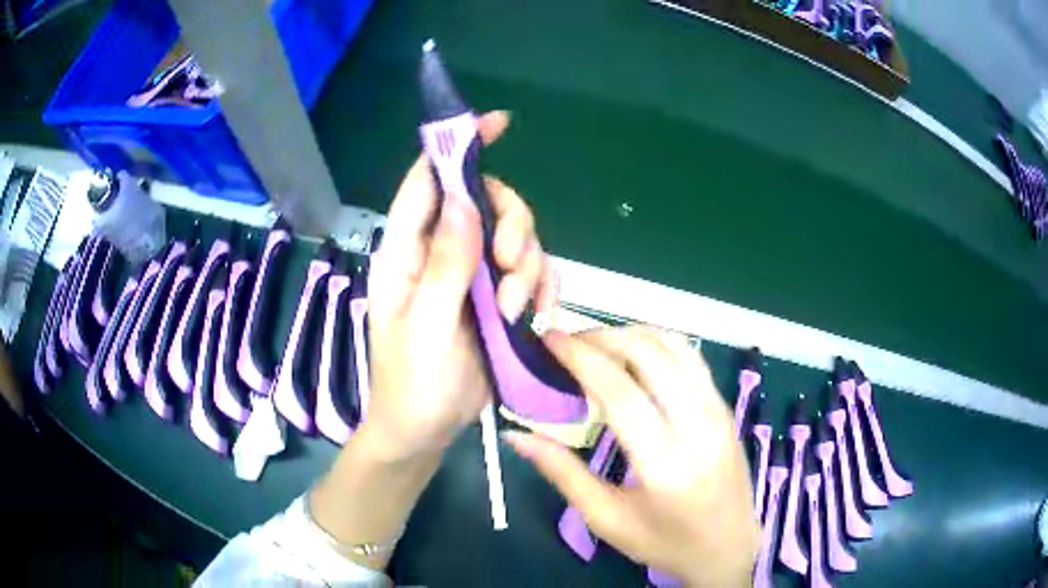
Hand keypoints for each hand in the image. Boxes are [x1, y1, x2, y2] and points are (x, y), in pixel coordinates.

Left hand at [363, 111, 557, 459]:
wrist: (426, 428)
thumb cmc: (411, 382)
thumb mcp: (424, 327)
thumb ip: (444, 265)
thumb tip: (464, 198)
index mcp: (408, 251)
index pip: (429, 181)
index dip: (457, 148)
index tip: (498, 123)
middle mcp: (442, 252)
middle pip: (488, 203)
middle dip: (512, 227)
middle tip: (510, 269)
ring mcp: (473, 275)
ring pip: (517, 238)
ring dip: (527, 268)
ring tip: (513, 311)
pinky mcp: (498, 298)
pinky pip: (532, 272)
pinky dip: (540, 287)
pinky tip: (532, 315)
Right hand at [504, 327, 758, 586]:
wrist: (729, 547)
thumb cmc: (665, 542)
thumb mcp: (606, 518)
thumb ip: (562, 472)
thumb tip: (517, 434)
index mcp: (665, 463)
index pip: (621, 391)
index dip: (582, 358)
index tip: (550, 339)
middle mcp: (698, 426)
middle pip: (650, 355)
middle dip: (603, 337)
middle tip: (568, 341)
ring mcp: (718, 411)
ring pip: (675, 346)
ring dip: (631, 334)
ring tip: (597, 343)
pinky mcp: (724, 407)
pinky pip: (691, 358)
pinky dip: (657, 343)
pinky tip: (634, 354)